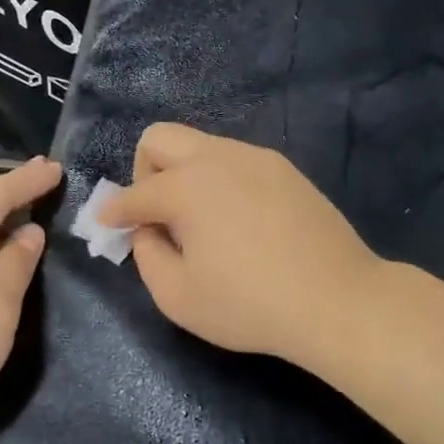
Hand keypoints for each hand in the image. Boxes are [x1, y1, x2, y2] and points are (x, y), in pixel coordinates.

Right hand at [100, 124, 379, 363]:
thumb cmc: (250, 305)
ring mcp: (257, 158)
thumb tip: (147, 229)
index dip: (114, 212)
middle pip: (161, 138)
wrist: (336, 300)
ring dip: (185, 175)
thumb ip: (147, 255)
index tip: (107, 224)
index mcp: (186, 186)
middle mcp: (218, 158)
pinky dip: (221, 181)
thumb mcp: (178, 296)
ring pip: (202, 145)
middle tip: (156, 214)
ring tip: (201, 222)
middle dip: (144, 172)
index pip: (134, 193)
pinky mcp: (286, 170)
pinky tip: (239, 221)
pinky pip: (236, 161)